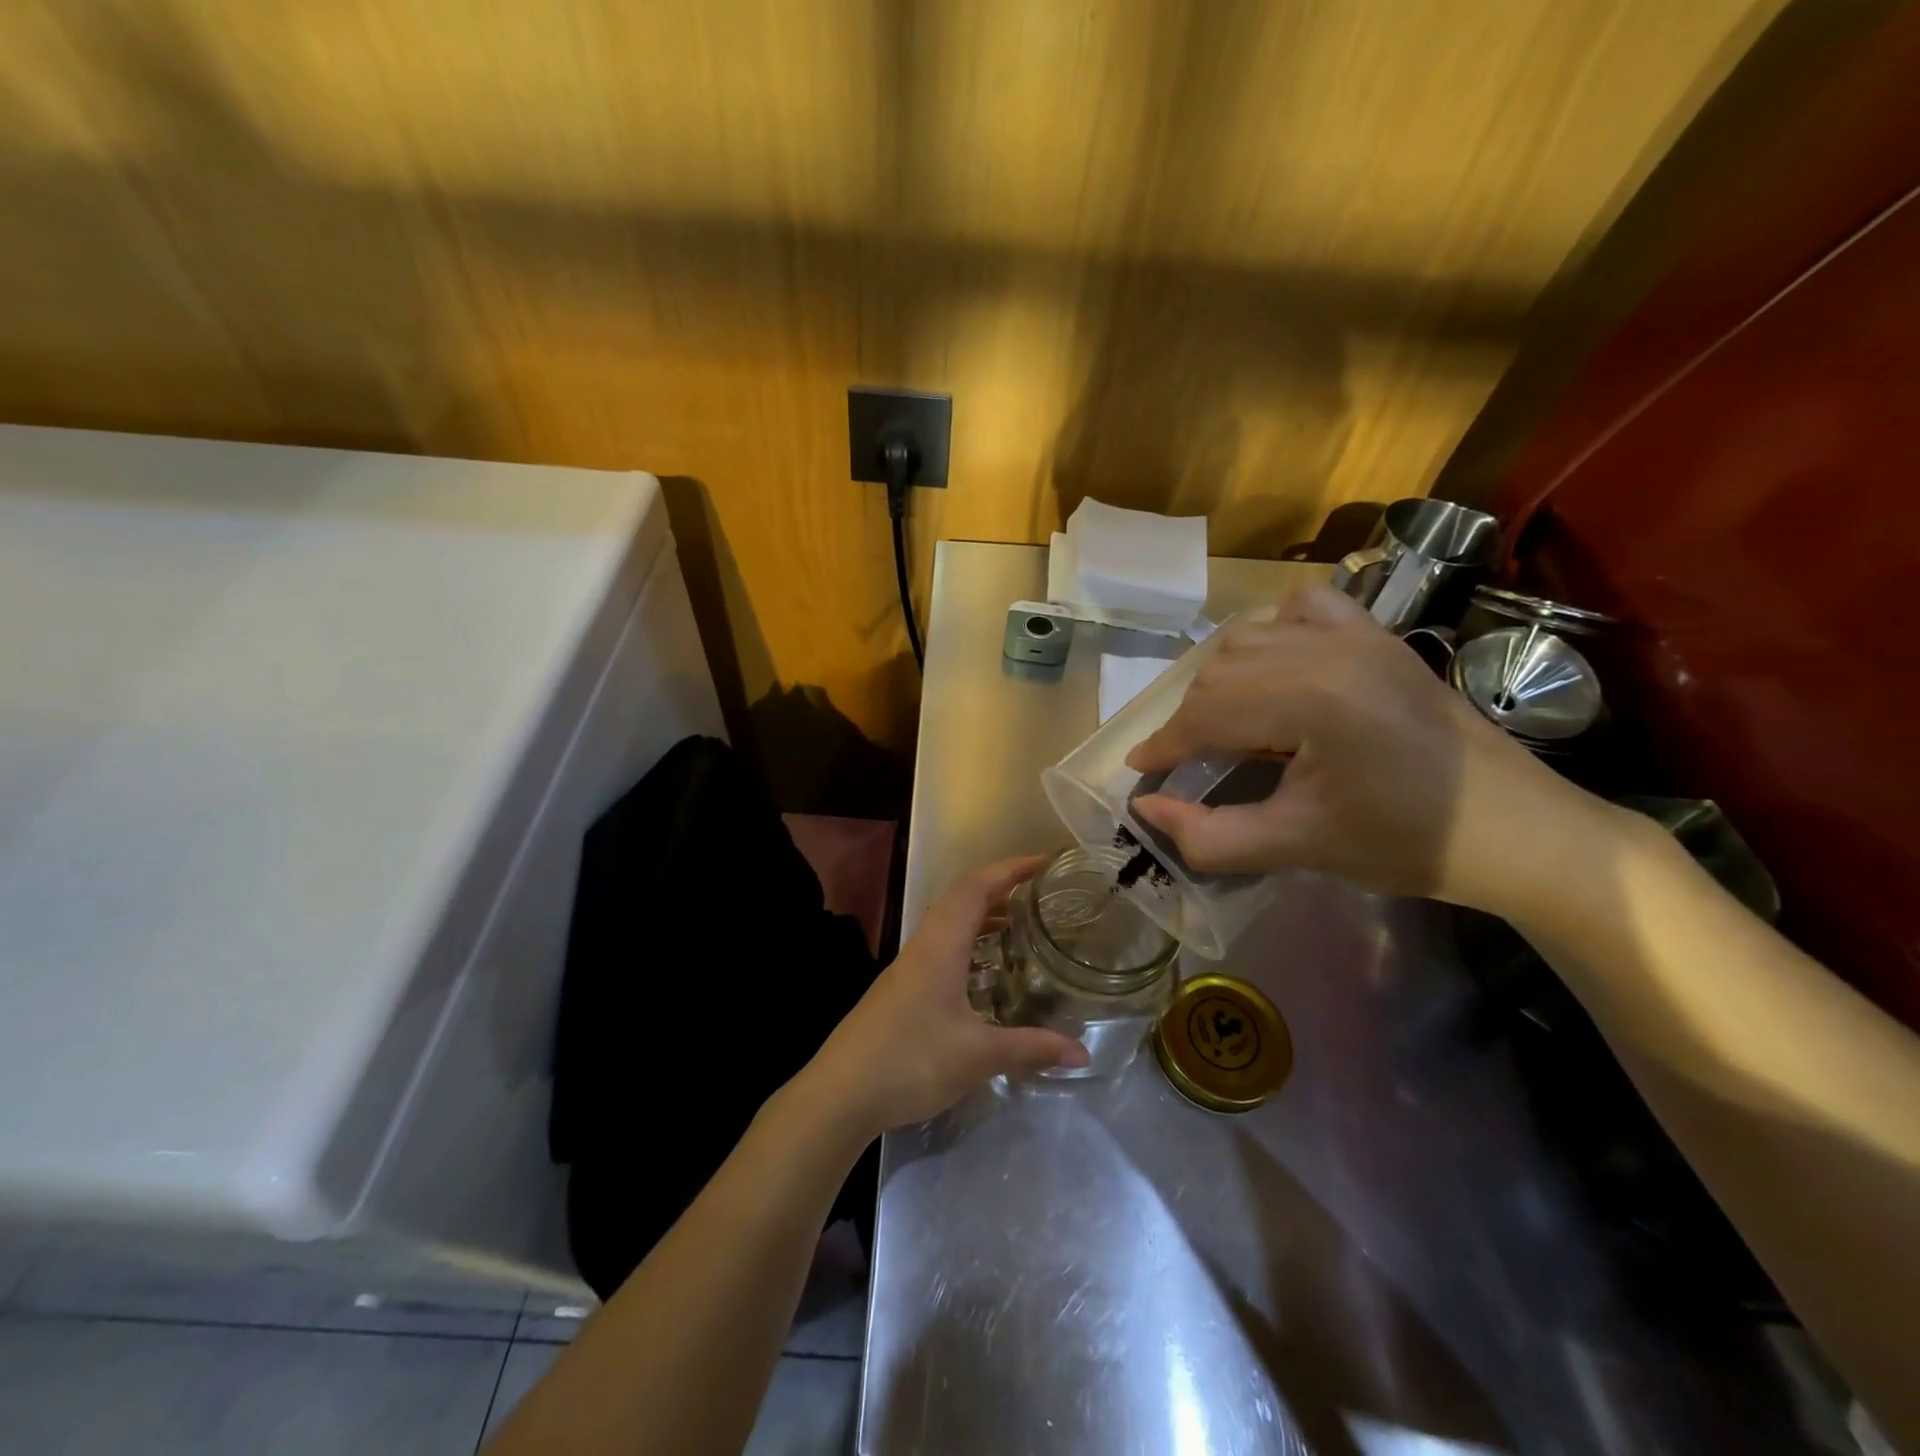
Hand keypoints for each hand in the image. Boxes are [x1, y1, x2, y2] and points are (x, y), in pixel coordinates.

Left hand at [798, 858, 1090, 1138]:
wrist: (839, 1095)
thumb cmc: (910, 1062)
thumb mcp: (977, 1056)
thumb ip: (1030, 1048)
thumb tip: (1083, 1053)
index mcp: (940, 947)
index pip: (975, 888)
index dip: (1009, 869)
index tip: (1042, 863)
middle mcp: (922, 947)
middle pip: (961, 900)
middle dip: (999, 889)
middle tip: (1037, 895)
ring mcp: (907, 969)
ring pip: (948, 926)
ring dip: (981, 918)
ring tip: (1017, 927)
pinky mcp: (900, 991)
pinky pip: (940, 949)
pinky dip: (967, 945)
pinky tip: (983, 975)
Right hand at [1126, 585, 1618, 913]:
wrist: (1516, 830)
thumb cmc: (1407, 844)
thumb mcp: (1298, 848)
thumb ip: (1210, 835)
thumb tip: (1146, 807)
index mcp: (1311, 700)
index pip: (1207, 712)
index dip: (1165, 745)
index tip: (1140, 771)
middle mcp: (1328, 648)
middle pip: (1220, 671)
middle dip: (1191, 718)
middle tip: (1187, 762)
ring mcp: (1358, 633)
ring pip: (1250, 637)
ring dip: (1222, 679)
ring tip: (1225, 724)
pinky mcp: (1379, 634)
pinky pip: (1305, 606)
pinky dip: (1273, 630)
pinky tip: (1274, 665)